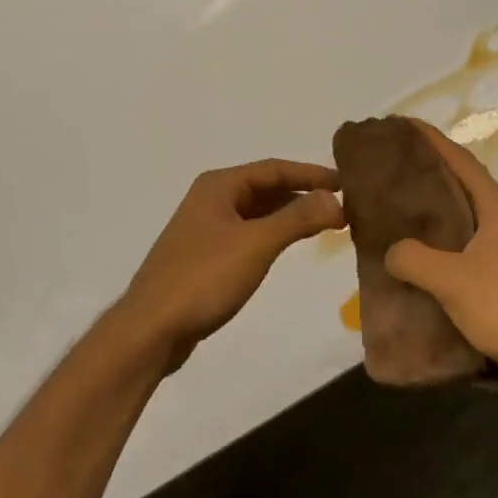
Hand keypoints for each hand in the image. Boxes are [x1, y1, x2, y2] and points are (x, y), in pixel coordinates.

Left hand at [119, 159, 344, 372]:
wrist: (151, 329)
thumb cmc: (204, 277)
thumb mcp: (256, 244)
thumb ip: (298, 219)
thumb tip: (335, 199)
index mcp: (219, 185)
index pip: (274, 168)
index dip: (311, 174)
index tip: (346, 182)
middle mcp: (211, 198)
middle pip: (266, 187)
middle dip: (303, 194)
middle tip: (342, 204)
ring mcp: (206, 228)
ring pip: (257, 212)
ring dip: (290, 215)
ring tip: (326, 223)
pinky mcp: (206, 255)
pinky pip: (249, 233)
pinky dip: (273, 234)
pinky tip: (290, 245)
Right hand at [384, 121, 497, 388]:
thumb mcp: (452, 279)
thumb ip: (413, 258)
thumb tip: (391, 251)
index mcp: (495, 209)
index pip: (461, 161)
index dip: (433, 140)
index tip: (403, 124)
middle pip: (459, 184)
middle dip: (427, 170)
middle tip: (391, 164)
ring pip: (459, 217)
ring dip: (431, 208)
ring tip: (395, 205)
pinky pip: (460, 247)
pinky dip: (436, 243)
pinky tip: (413, 255)